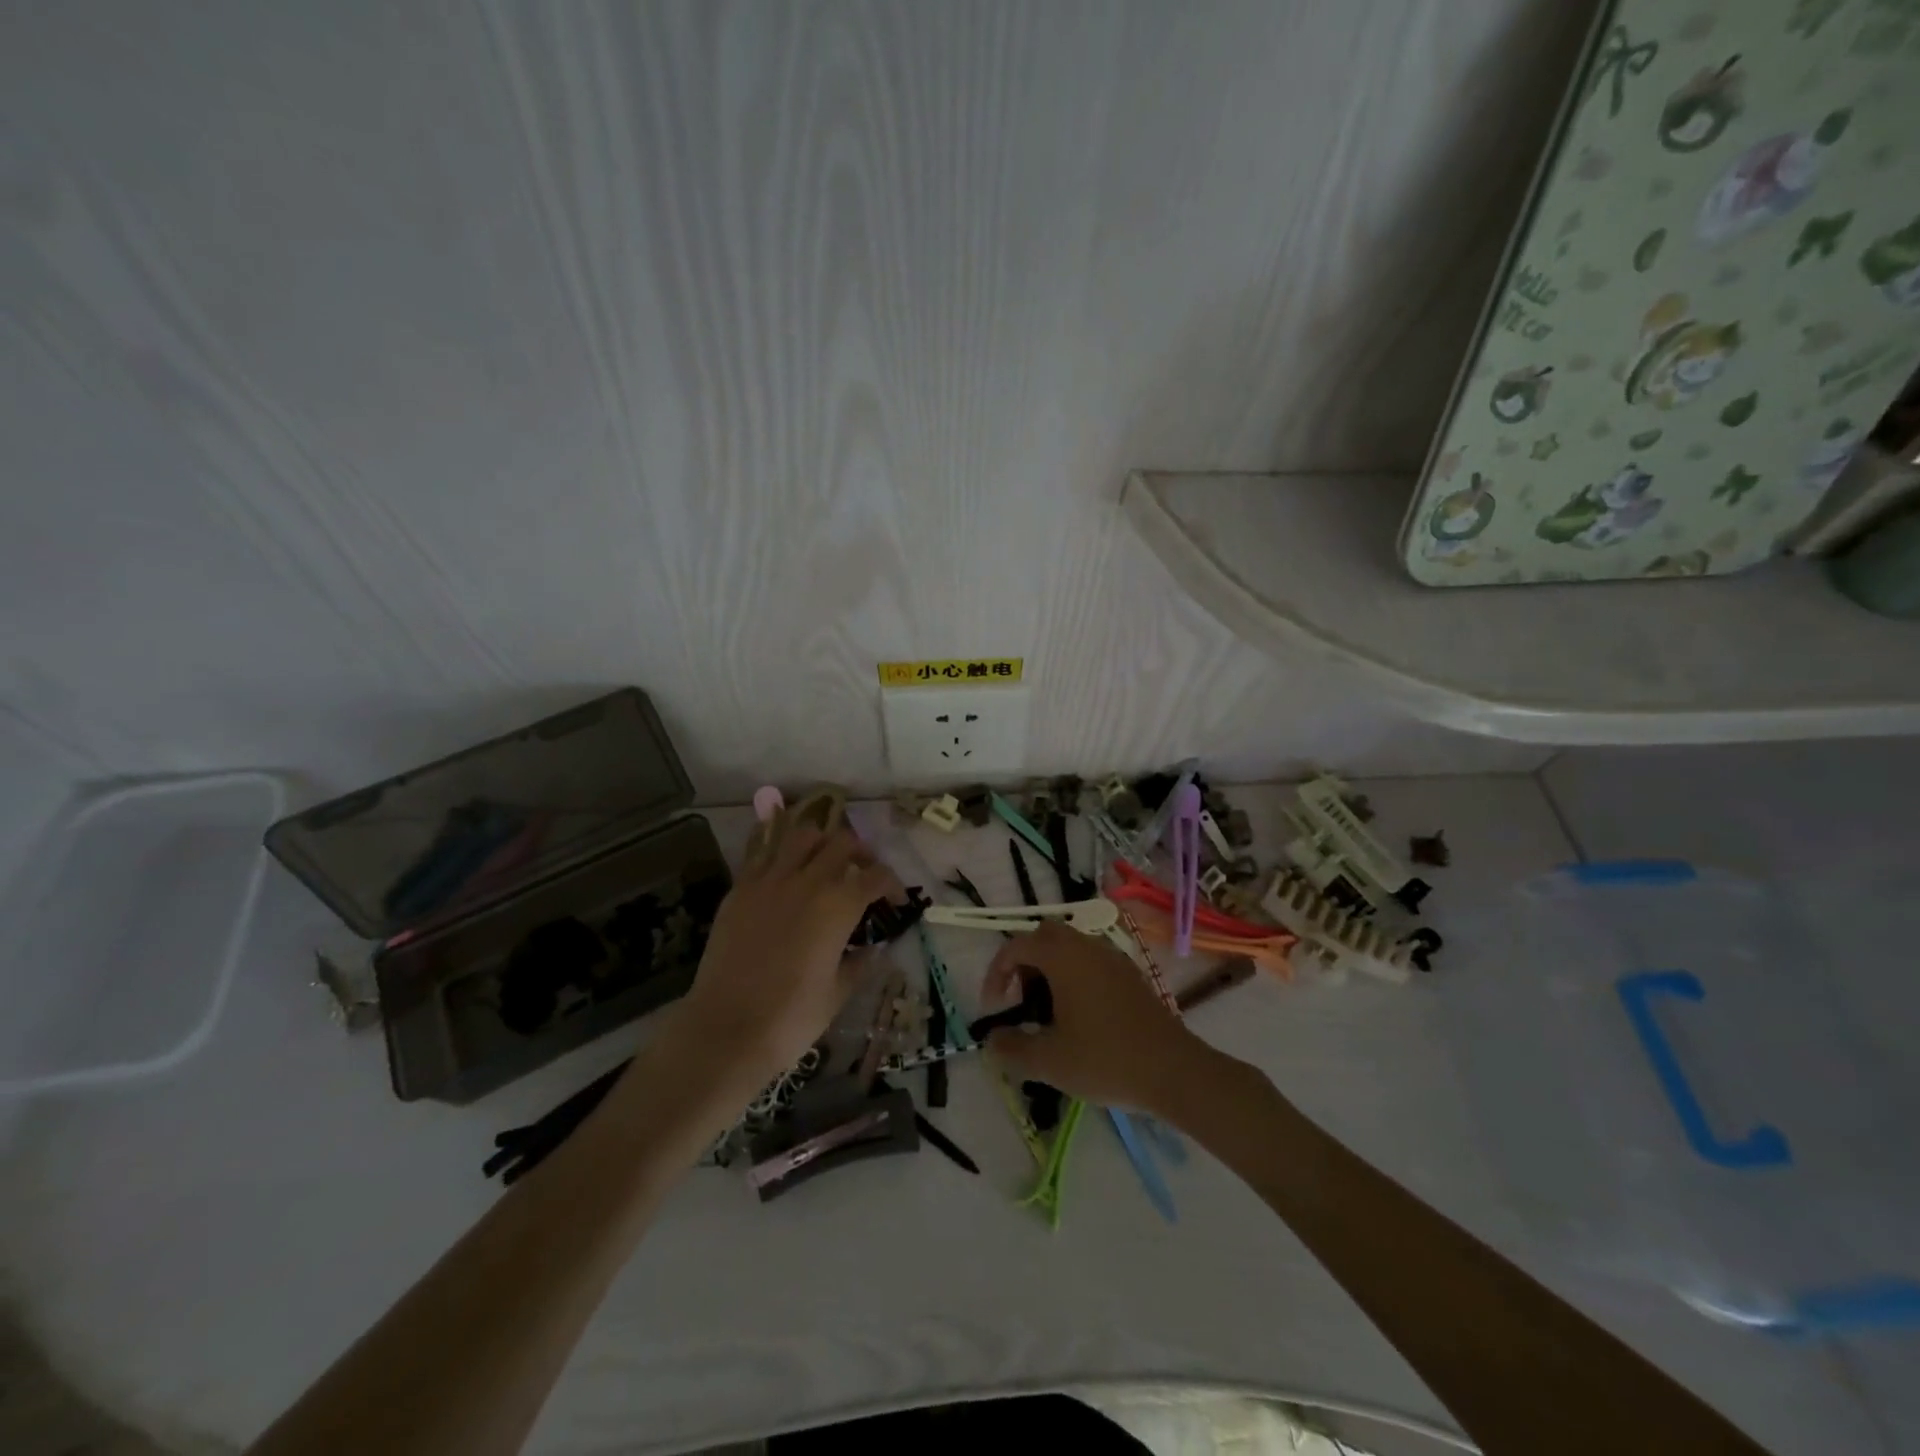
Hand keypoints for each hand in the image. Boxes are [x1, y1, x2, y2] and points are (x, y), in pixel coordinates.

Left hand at [680, 822, 892, 1086]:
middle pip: (842, 843)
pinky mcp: (739, 889)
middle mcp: (807, 881)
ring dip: (822, 842)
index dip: (892, 884)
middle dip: (861, 853)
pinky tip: (786, 875)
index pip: (876, 876)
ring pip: (802, 836)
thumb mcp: (837, 994)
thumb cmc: (791, 1018)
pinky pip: (764, 855)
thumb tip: (872, 949)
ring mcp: (769, 881)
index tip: (894, 901)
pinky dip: (782, 855)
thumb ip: (859, 964)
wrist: (726, 1029)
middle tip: (864, 873)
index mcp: (839, 905)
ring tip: (825, 862)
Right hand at [979, 922, 1212, 1114]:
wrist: (1173, 1070)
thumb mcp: (1048, 1061)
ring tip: (1048, 1014)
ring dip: (1051, 970)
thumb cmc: (1105, 1059)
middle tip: (1022, 1001)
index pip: (1017, 946)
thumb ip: (1012, 1047)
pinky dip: (1075, 977)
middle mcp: (1087, 946)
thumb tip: (991, 1040)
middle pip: (1045, 936)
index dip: (997, 972)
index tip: (994, 1007)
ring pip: (1070, 947)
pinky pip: (1092, 961)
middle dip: (1025, 963)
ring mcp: (1113, 958)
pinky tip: (1080, 1018)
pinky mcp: (1131, 975)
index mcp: (1062, 957)